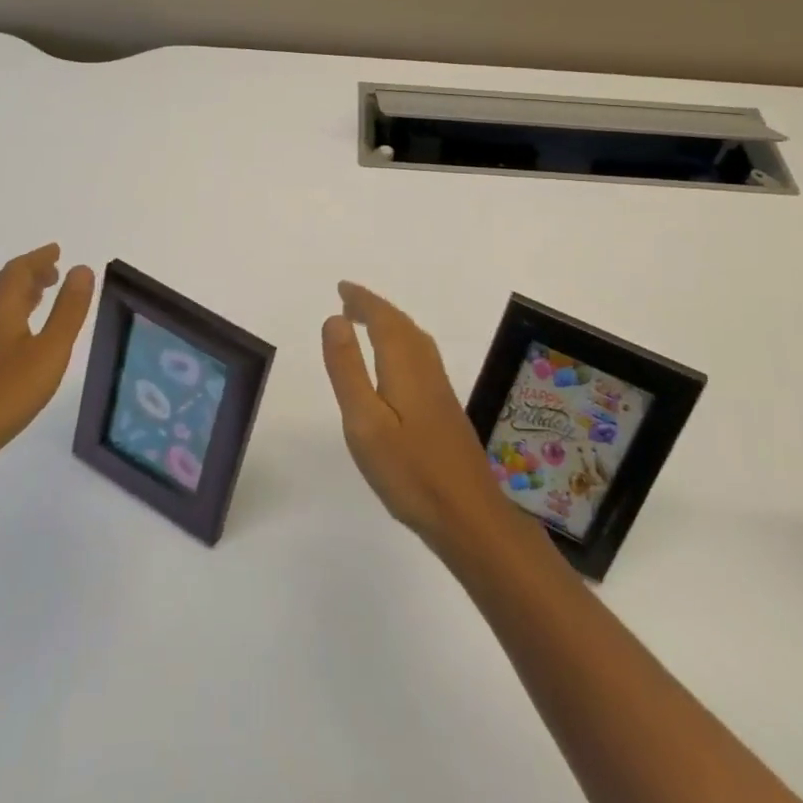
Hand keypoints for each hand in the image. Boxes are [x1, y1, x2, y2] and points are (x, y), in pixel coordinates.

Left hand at [0, 245, 94, 500]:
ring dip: (21, 299)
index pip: (17, 271)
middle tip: (55, 272)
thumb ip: (68, 310)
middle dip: (31, 276)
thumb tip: (81, 269)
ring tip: (42, 299)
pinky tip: (23, 342)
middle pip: (4, 288)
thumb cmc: (3, 394)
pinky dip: (13, 321)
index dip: (39, 258)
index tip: (57, 250)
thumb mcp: (49, 351)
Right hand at [321, 281, 514, 553]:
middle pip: (401, 325)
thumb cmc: (409, 471)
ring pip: (414, 341)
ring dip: (390, 324)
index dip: (363, 301)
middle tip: (348, 302)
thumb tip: (334, 319)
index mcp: (405, 366)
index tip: (341, 288)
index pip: (383, 319)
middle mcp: (426, 369)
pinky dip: (402, 344)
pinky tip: (397, 365)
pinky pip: (420, 357)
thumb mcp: (364, 422)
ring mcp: (440, 389)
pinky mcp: (445, 408)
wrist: (468, 514)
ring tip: (367, 324)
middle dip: (375, 308)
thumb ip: (348, 369)